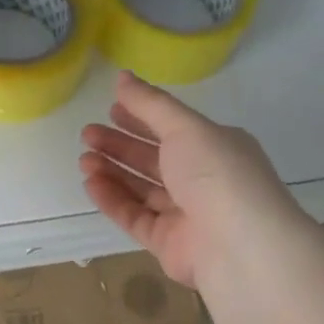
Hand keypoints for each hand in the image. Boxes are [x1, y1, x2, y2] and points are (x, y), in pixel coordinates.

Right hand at [79, 72, 295, 289]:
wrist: (239, 246)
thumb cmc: (217, 175)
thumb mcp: (185, 128)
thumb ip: (150, 104)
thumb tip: (122, 77)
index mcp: (217, 148)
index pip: (173, 129)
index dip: (142, 118)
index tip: (111, 109)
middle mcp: (203, 180)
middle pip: (154, 160)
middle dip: (120, 145)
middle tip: (87, 134)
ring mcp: (186, 214)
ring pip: (142, 189)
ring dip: (112, 172)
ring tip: (84, 159)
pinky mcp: (168, 243)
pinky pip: (135, 217)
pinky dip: (113, 200)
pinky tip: (91, 183)